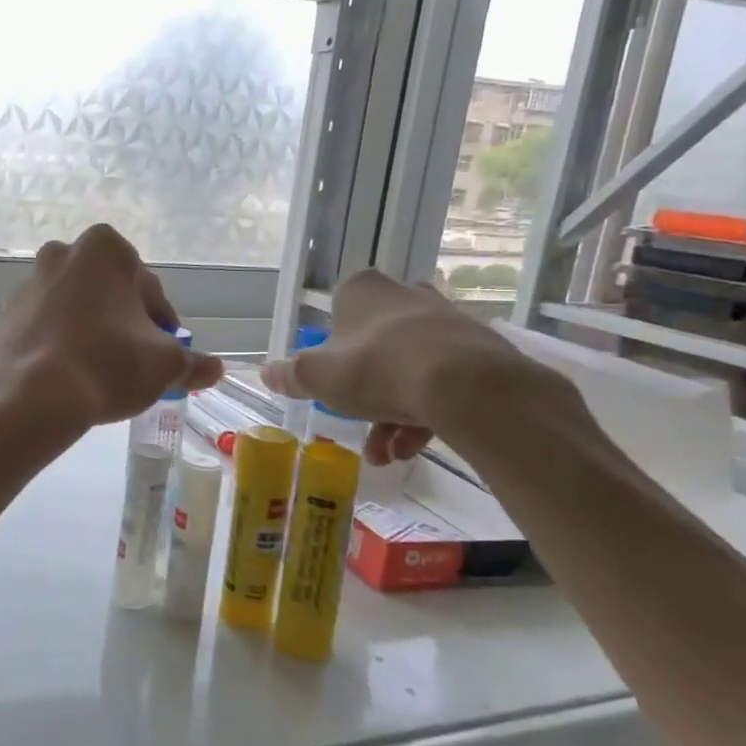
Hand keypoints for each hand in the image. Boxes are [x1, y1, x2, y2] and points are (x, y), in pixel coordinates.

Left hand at [0, 225, 223, 433]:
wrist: (30, 397)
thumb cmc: (107, 365)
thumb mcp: (164, 365)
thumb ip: (192, 363)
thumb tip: (214, 369)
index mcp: (104, 249)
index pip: (149, 290)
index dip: (163, 327)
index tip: (164, 356)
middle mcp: (61, 254)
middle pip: (109, 295)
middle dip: (124, 324)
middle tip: (134, 364)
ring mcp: (27, 284)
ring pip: (74, 309)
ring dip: (90, 333)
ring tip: (100, 374)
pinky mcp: (5, 316)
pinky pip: (45, 328)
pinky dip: (59, 344)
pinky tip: (68, 376)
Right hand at [260, 270, 544, 464]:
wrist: (466, 386)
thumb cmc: (376, 369)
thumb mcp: (316, 377)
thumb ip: (289, 375)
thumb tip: (265, 373)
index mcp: (363, 290)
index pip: (337, 313)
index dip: (330, 351)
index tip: (330, 382)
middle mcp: (406, 296)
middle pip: (374, 346)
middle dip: (363, 392)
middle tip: (356, 423)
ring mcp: (447, 322)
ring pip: (408, 369)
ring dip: (391, 414)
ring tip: (386, 455)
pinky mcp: (480, 351)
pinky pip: (442, 382)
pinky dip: (423, 415)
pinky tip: (411, 450)